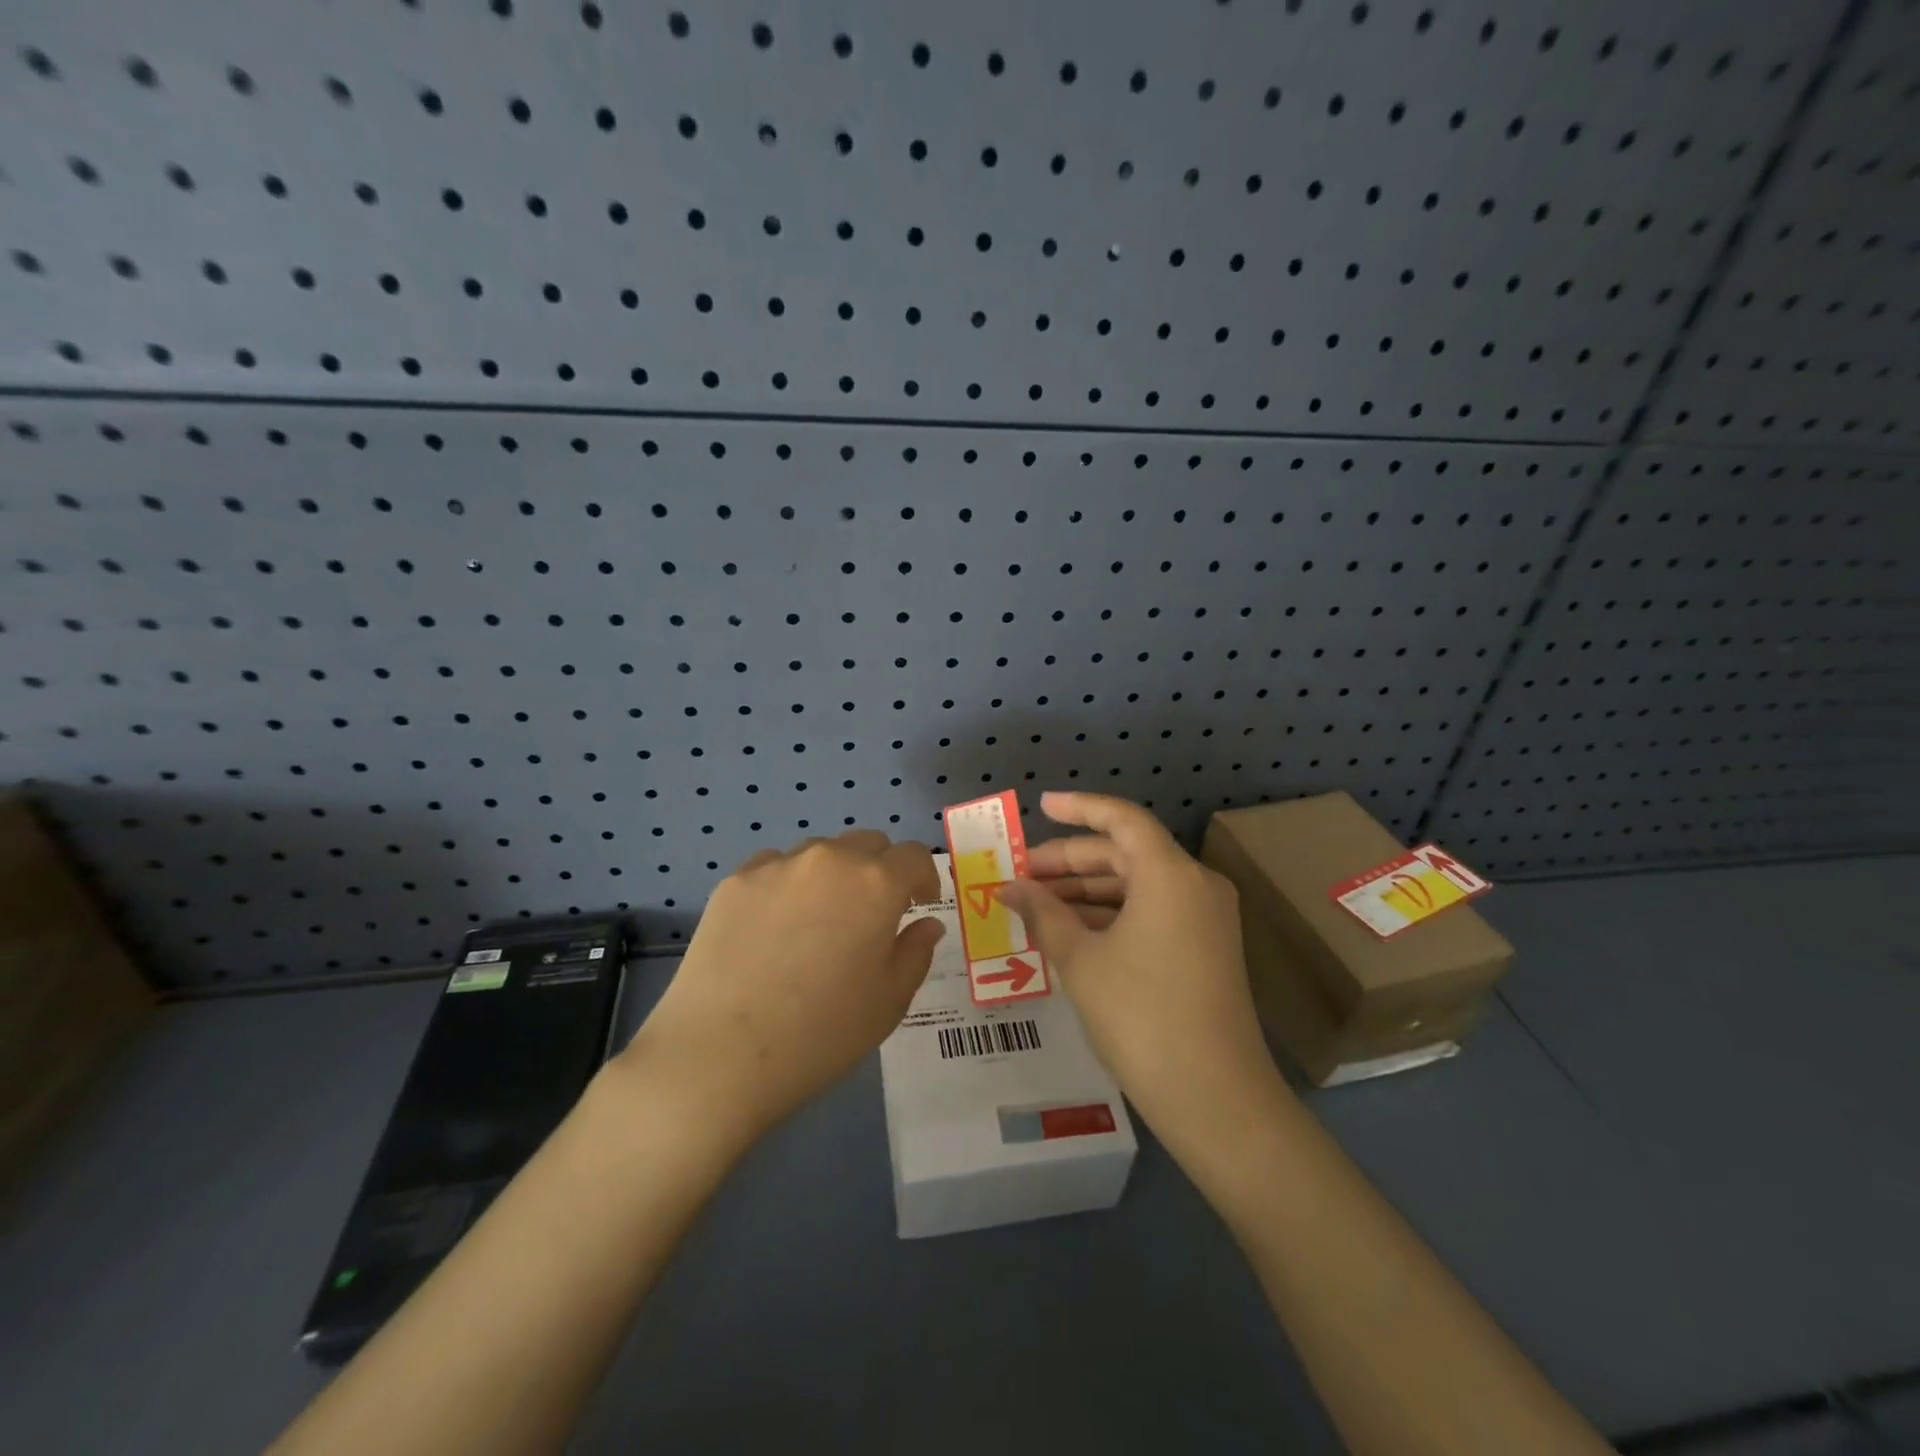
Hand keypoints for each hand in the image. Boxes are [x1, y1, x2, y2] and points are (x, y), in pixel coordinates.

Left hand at [620, 831, 943, 1144]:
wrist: (719, 1054)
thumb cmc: (821, 1033)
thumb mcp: (889, 1002)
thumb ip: (915, 953)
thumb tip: (926, 924)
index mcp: (876, 884)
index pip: (913, 856)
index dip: (924, 878)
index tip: (919, 905)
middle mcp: (829, 860)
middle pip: (867, 843)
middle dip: (881, 870)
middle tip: (873, 914)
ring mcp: (777, 866)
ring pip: (820, 852)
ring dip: (833, 875)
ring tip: (819, 921)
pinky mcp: (734, 881)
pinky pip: (774, 868)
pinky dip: (788, 885)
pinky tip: (774, 927)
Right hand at [997, 794, 1278, 1151]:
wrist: (1214, 1097)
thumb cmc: (1140, 1016)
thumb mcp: (1080, 960)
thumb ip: (1043, 914)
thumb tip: (1009, 888)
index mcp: (1170, 874)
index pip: (1122, 819)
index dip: (1079, 808)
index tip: (1041, 807)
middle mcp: (1194, 885)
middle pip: (1125, 853)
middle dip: (1070, 861)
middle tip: (1022, 874)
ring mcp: (1204, 918)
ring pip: (1136, 885)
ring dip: (1086, 891)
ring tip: (1035, 906)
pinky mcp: (1204, 948)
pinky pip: (1150, 912)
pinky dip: (1110, 915)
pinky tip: (1070, 932)